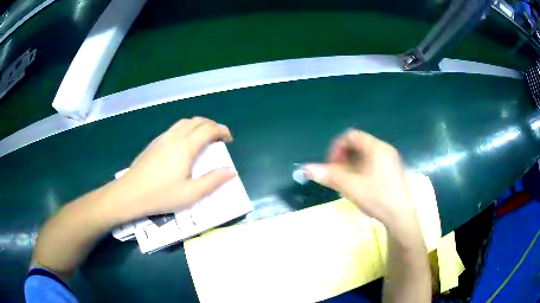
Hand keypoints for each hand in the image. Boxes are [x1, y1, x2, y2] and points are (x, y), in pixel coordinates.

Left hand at [103, 117, 235, 223]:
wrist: (130, 193)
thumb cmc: (161, 195)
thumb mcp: (191, 194)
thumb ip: (213, 181)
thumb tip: (231, 171)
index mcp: (186, 147)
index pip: (209, 129)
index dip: (222, 131)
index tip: (229, 140)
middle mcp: (175, 136)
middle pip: (197, 121)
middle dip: (212, 125)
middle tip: (219, 138)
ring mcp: (162, 138)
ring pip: (185, 122)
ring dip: (199, 125)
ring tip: (204, 138)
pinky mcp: (154, 143)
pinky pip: (175, 128)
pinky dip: (187, 129)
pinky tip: (184, 143)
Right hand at [303, 129, 415, 231]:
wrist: (401, 217)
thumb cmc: (377, 198)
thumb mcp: (350, 186)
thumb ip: (328, 175)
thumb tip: (306, 168)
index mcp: (375, 147)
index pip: (350, 136)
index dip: (336, 148)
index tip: (331, 166)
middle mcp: (385, 149)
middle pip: (358, 145)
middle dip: (343, 158)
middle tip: (338, 176)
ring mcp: (391, 160)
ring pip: (365, 155)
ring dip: (352, 165)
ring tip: (348, 183)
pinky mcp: (394, 170)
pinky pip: (374, 163)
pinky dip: (362, 170)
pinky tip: (361, 186)